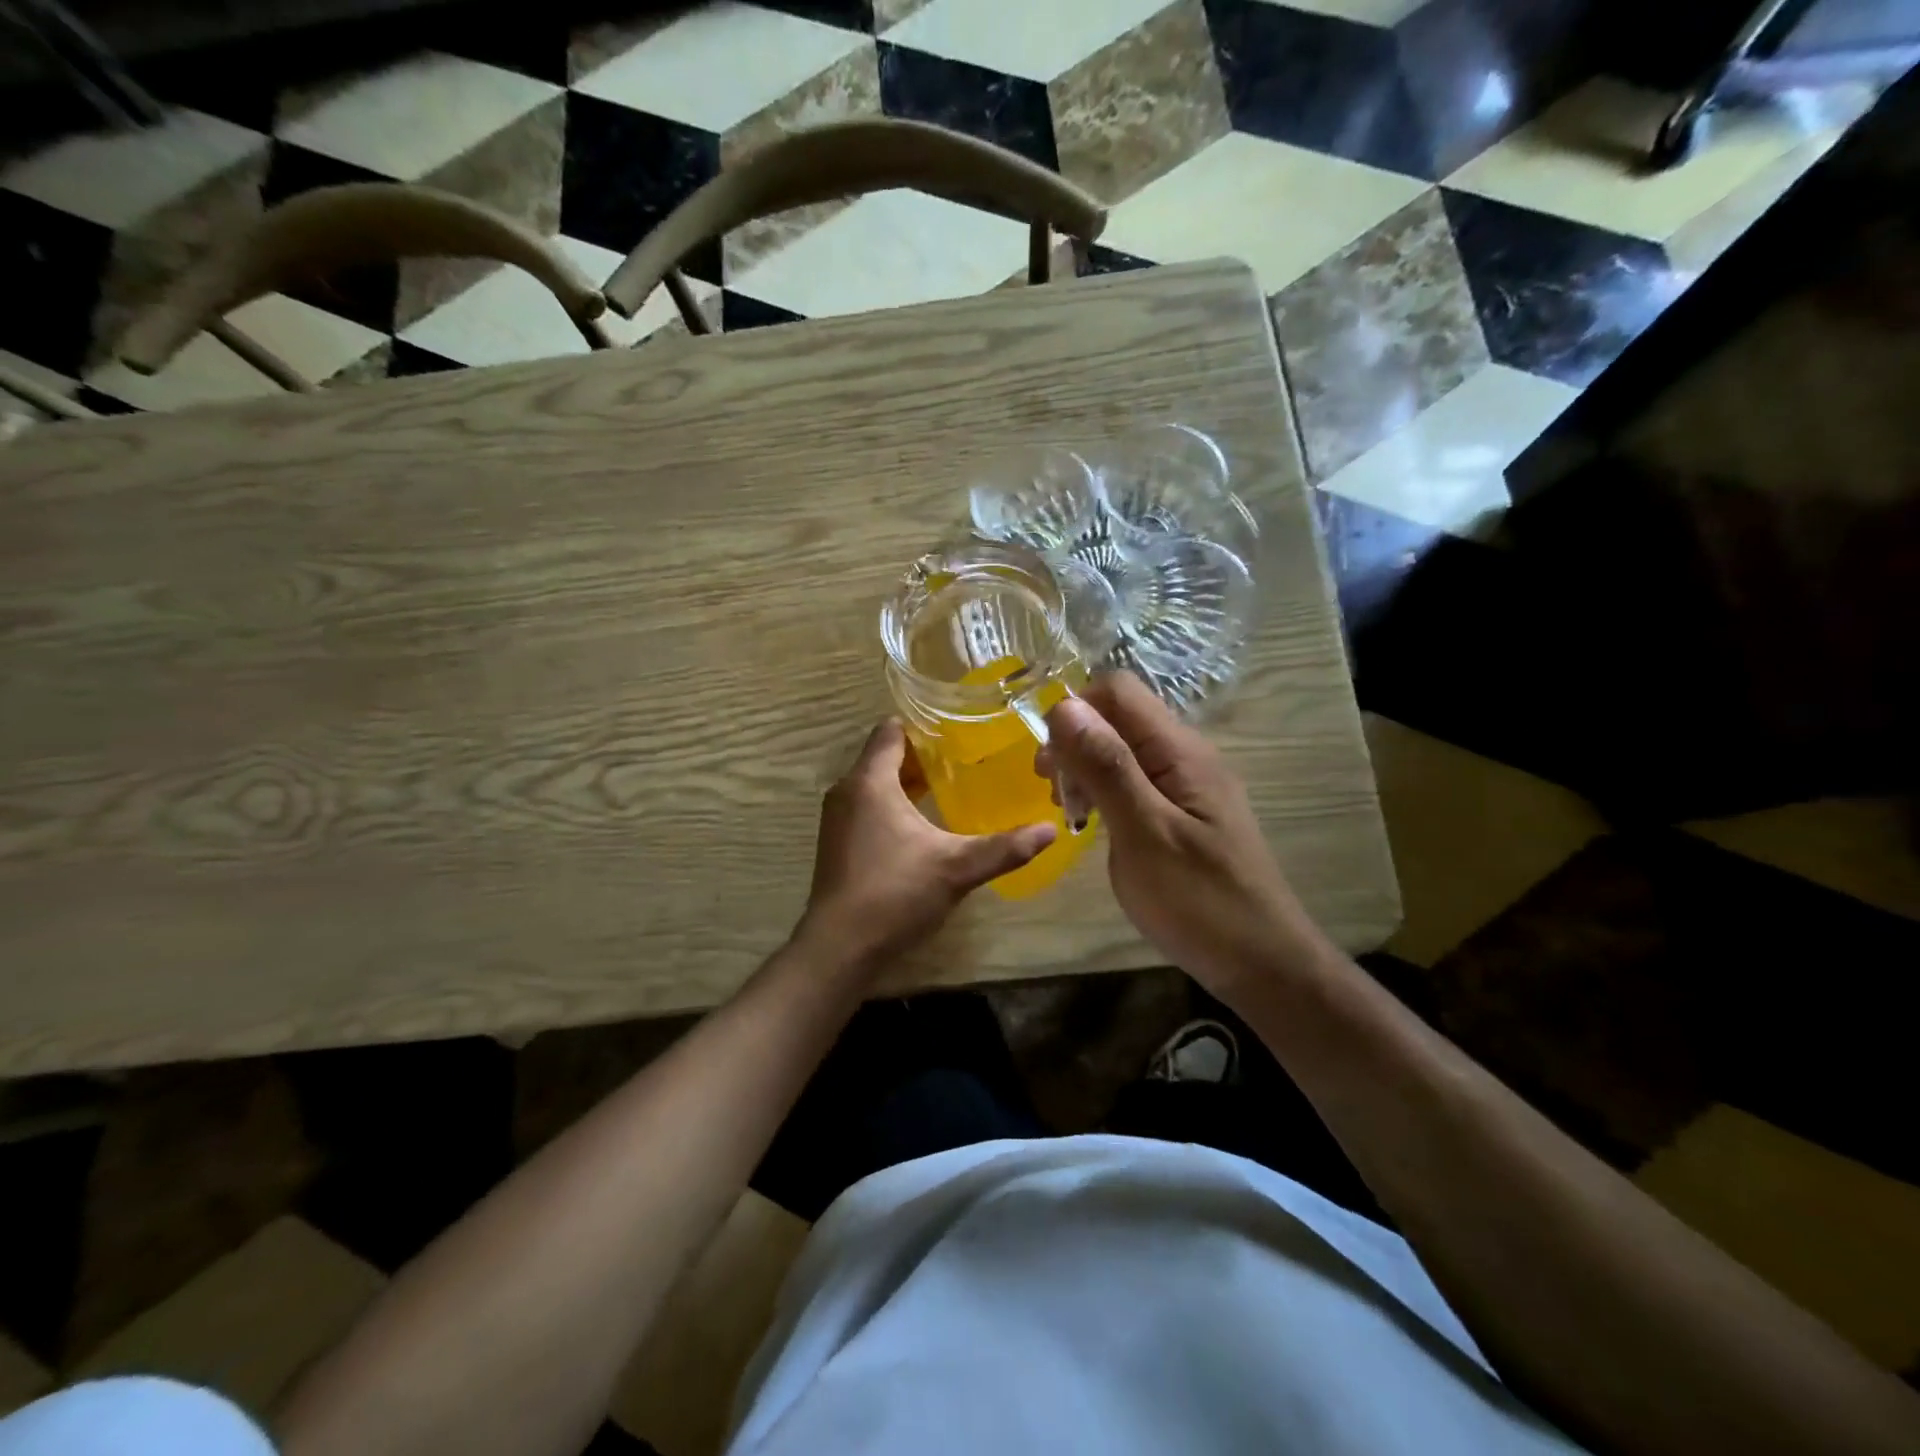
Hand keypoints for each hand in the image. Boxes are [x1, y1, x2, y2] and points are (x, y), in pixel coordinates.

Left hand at [798, 719, 1055, 971]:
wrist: (840, 947)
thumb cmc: (895, 894)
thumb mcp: (957, 869)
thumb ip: (1004, 848)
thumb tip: (1050, 830)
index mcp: (870, 782)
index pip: (890, 731)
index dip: (922, 727)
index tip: (956, 732)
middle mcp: (846, 792)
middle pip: (882, 757)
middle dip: (920, 756)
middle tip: (962, 760)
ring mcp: (837, 819)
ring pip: (873, 784)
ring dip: (905, 783)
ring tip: (946, 789)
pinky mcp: (837, 844)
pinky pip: (866, 808)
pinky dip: (890, 806)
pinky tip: (919, 827)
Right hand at [1041, 673, 1323, 998]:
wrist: (1262, 963)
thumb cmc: (1200, 901)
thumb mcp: (1144, 833)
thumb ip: (1106, 767)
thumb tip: (1064, 706)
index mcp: (1179, 751)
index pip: (1117, 690)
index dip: (1073, 712)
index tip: (1048, 764)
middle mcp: (1185, 755)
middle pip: (1118, 717)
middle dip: (1075, 743)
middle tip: (1054, 795)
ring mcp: (1187, 784)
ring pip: (1122, 749)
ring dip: (1086, 769)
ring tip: (1070, 813)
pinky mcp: (1183, 811)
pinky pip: (1135, 780)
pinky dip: (1104, 792)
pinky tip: (1095, 825)